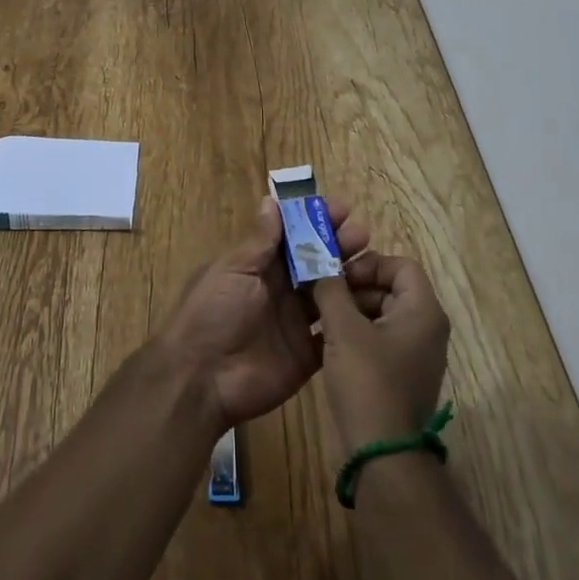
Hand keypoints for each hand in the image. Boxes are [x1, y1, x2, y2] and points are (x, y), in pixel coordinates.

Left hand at [158, 196, 370, 431]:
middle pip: (314, 263)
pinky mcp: (308, 355)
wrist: (202, 379)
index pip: (293, 238)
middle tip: (363, 233)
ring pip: (329, 294)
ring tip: (375, 262)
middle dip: (338, 246)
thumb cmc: (212, 313)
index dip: (315, 222)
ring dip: (350, 278)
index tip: (342, 208)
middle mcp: (280, 291)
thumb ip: (260, 241)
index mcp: (258, 267)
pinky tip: (376, 304)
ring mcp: (295, 323)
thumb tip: (272, 200)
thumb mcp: (233, 270)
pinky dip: (352, 319)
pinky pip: (335, 333)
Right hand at [311, 251, 450, 451]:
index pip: (400, 265)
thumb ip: (330, 289)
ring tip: (319, 318)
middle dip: (354, 287)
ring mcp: (416, 353)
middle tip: (322, 294)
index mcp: (423, 311)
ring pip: (382, 313)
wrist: (383, 454)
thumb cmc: (368, 382)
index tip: (338, 276)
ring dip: (351, 310)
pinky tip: (328, 343)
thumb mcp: (343, 329)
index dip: (368, 263)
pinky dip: (356, 333)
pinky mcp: (403, 373)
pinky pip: (380, 338)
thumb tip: (318, 262)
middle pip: (390, 287)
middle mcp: (427, 328)